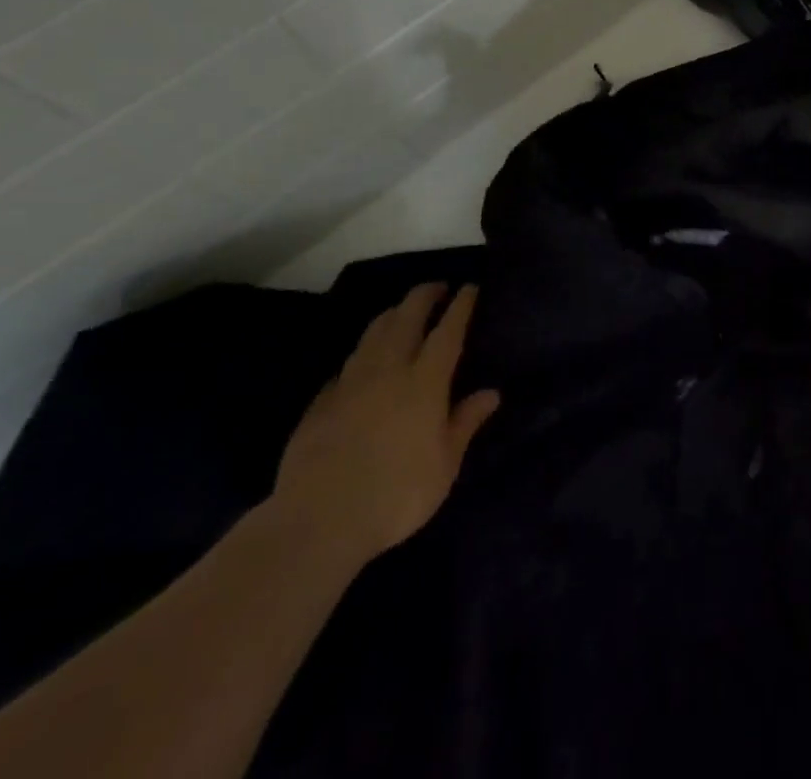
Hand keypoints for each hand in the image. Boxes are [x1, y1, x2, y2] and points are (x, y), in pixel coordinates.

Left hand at [269, 283, 499, 568]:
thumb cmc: (396, 494)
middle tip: (437, 287)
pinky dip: (362, 352)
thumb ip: (466, 422)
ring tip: (402, 311)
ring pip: (373, 333)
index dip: (461, 306)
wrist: (318, 522)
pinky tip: (363, 361)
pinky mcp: (320, 402)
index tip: (470, 287)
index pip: (447, 331)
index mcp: (424, 381)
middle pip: (406, 317)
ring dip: (392, 315)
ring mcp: (349, 383)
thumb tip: (491, 392)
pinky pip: (347, 364)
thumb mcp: (445, 465)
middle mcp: (388, 370)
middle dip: (424, 296)